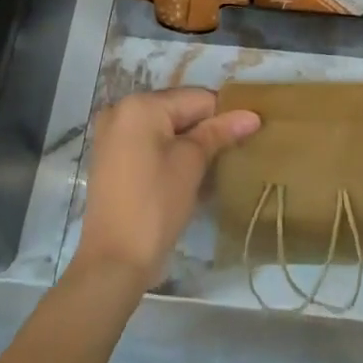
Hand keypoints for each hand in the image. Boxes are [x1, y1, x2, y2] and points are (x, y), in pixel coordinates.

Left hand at [72, 88, 260, 289]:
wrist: (112, 264)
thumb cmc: (155, 206)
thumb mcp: (191, 164)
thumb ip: (219, 133)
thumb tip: (252, 116)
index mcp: (140, 104)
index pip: (196, 98)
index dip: (224, 116)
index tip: (246, 136)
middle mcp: (122, 110)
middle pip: (178, 110)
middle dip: (205, 130)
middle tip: (230, 154)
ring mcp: (112, 135)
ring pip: (164, 128)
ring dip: (189, 144)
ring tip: (213, 167)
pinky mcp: (111, 159)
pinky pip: (149, 144)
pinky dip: (169, 154)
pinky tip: (187, 176)